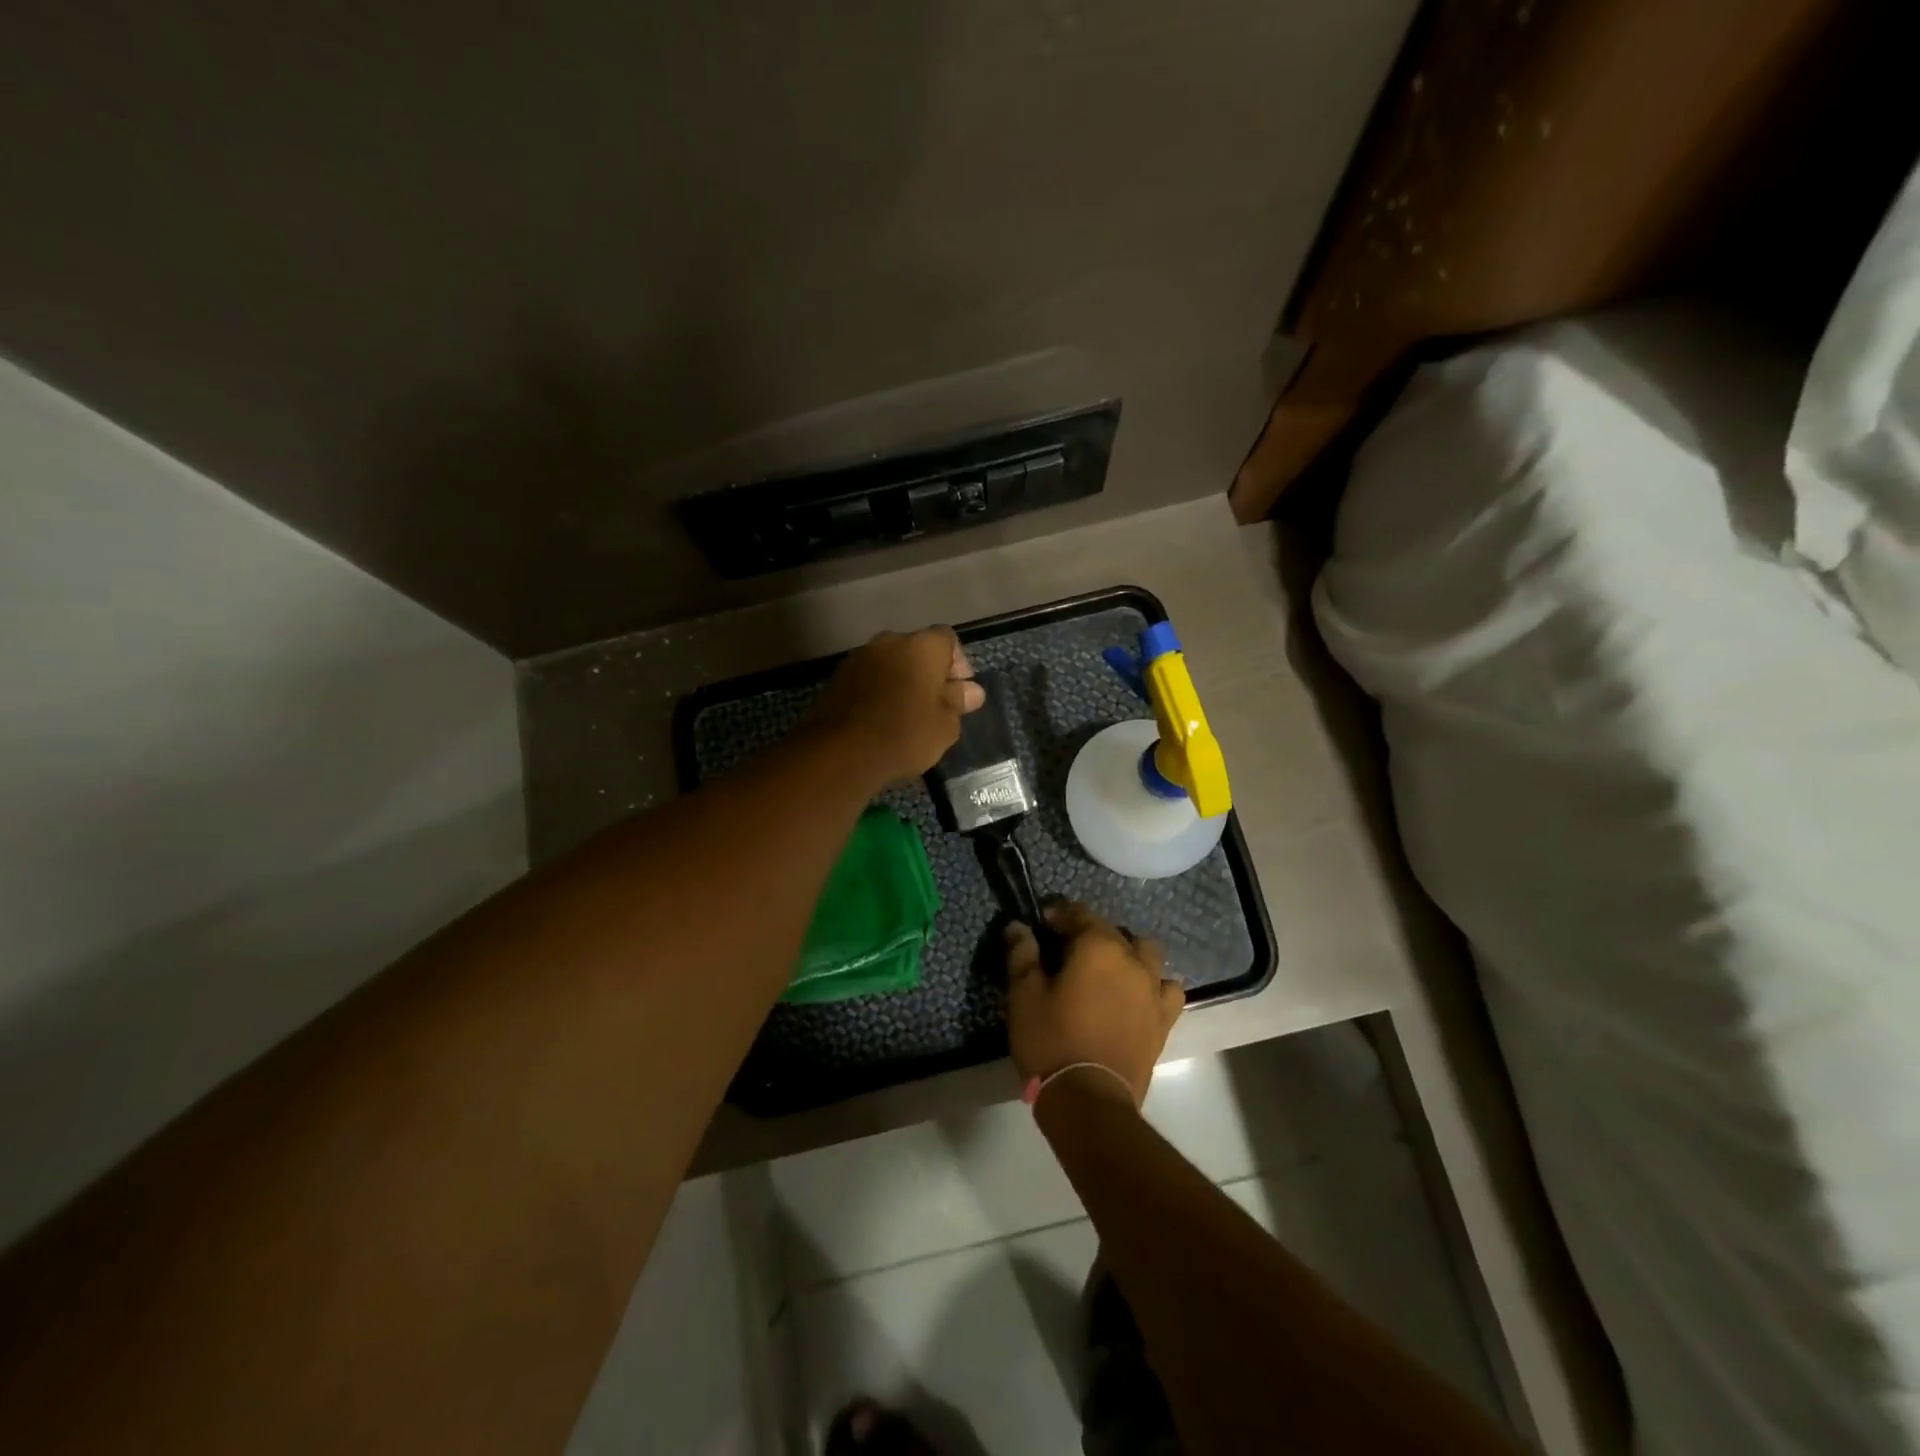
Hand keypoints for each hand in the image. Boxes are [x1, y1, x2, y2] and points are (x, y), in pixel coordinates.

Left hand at [807, 627, 984, 786]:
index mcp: (923, 646)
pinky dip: (879, 690)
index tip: (959, 692)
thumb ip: (958, 702)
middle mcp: (891, 641)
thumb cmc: (906, 734)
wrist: (842, 751)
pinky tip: (881, 718)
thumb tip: (971, 691)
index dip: (958, 664)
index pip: (948, 640)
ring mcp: (861, 656)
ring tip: (906, 714)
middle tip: (935, 705)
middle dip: (928, 672)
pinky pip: (869, 677)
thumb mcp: (945, 725)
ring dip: (901, 680)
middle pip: (917, 649)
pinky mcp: (838, 676)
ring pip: (891, 662)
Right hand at [1005, 902, 1183, 1106]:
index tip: (1041, 922)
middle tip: (1065, 950)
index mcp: (1099, 948)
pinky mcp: (1163, 1020)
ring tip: (1106, 969)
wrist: (1089, 1100)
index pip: (1079, 914)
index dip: (1058, 914)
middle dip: (1090, 932)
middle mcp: (1133, 961)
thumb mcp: (1024, 995)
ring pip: (1146, 954)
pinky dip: (1153, 985)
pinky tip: (1136, 995)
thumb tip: (1018, 927)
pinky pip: (1166, 989)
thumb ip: (1022, 955)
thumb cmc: (1051, 1041)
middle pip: (1113, 931)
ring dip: (1127, 953)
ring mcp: (1153, 991)